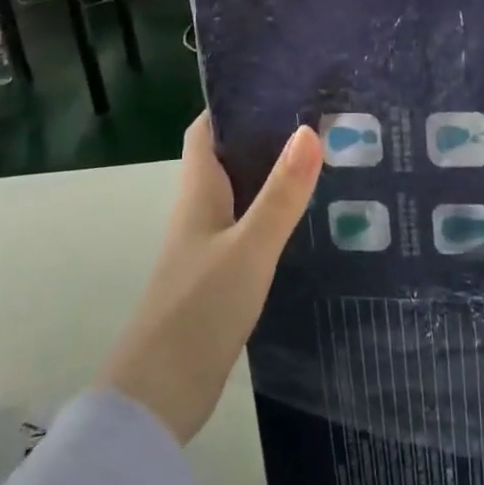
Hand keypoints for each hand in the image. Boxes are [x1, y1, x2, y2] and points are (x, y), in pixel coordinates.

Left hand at [101, 114, 322, 444]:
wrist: (157, 401)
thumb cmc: (197, 311)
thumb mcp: (249, 249)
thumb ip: (281, 194)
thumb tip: (310, 130)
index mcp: (198, 193)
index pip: (206, 130)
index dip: (232, 102)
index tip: (276, 83)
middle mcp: (200, 212)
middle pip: (228, 158)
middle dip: (265, 135)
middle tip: (319, 118)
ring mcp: (207, 248)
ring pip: (242, 195)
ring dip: (273, 176)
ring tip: (326, 160)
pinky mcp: (219, 280)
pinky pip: (250, 231)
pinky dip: (275, 217)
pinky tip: (309, 221)